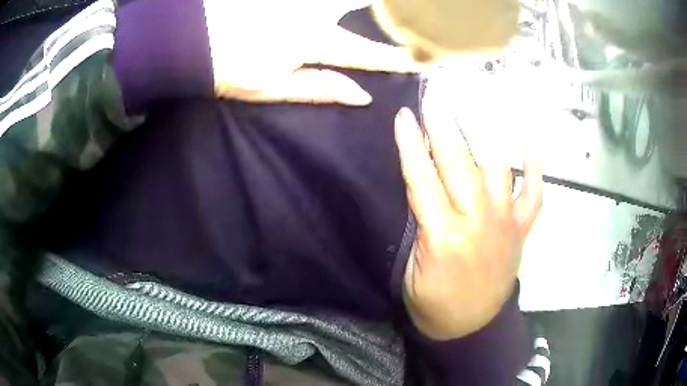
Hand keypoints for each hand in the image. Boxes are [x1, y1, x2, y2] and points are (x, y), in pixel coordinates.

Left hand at [202, 0, 420, 104]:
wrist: (192, 43)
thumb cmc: (232, 70)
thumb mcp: (274, 87)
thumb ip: (320, 88)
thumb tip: (361, 95)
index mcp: (313, 41)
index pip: (363, 52)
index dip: (392, 58)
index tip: (420, 61)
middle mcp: (312, 12)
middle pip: (357, 9)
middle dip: (383, 13)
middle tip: (408, 17)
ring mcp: (298, 0)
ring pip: (338, 2)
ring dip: (360, 5)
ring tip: (381, 11)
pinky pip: (316, 0)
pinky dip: (333, 4)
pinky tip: (346, 7)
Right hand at [394, 105, 542, 340]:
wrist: (469, 326)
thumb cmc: (432, 301)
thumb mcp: (411, 268)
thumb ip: (420, 224)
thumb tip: (423, 185)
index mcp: (443, 236)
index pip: (422, 178)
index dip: (411, 144)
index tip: (404, 116)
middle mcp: (478, 222)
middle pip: (459, 164)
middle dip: (444, 127)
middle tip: (436, 99)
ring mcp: (505, 224)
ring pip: (498, 170)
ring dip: (486, 136)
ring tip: (476, 109)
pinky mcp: (521, 231)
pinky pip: (534, 196)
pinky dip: (535, 172)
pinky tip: (530, 150)